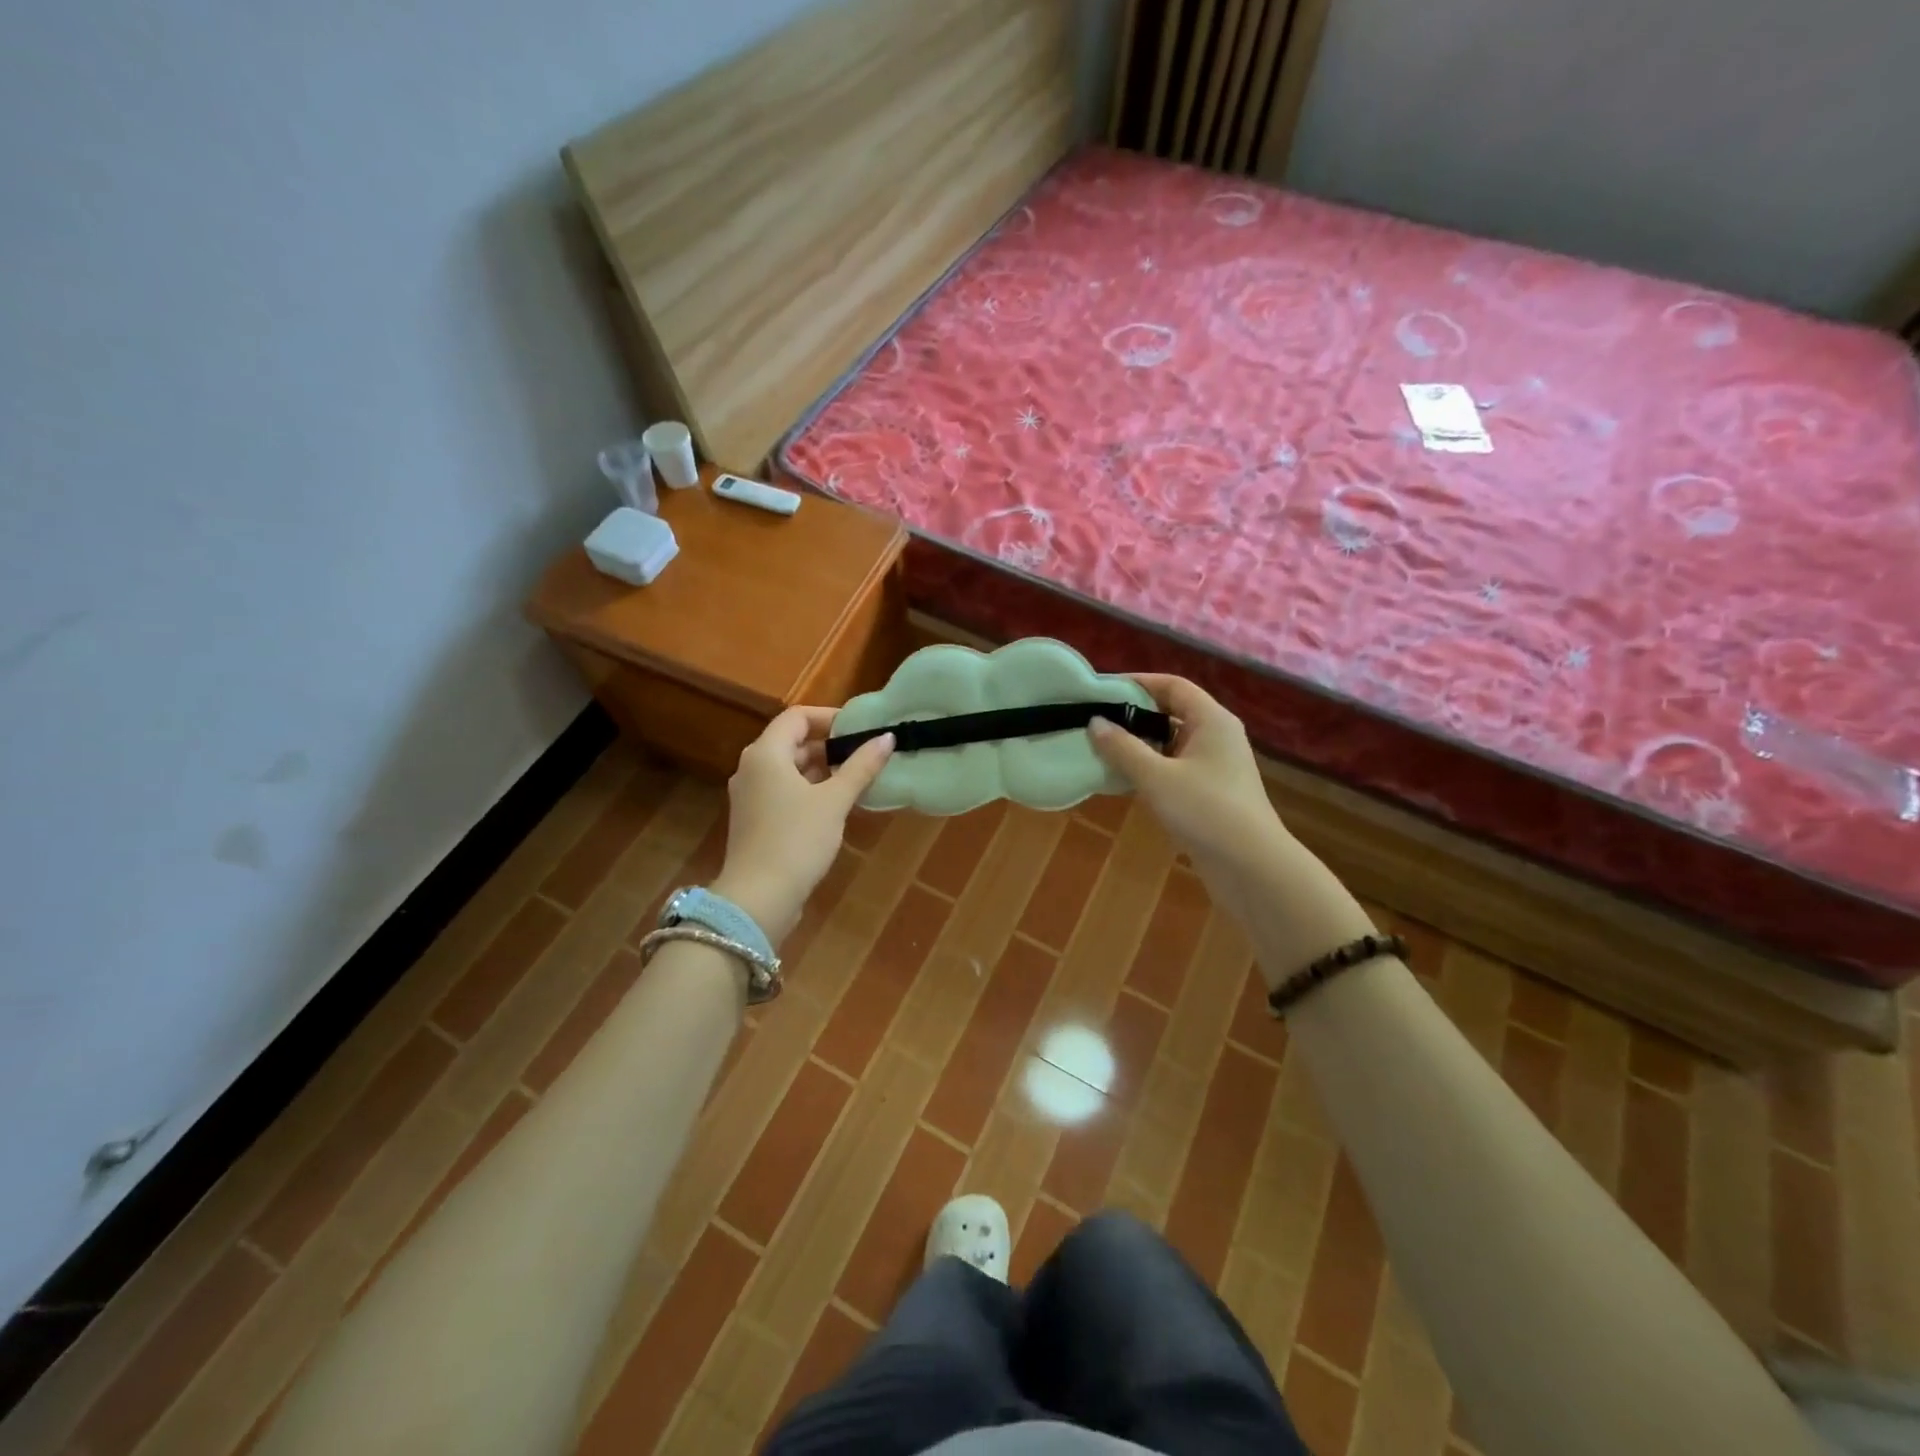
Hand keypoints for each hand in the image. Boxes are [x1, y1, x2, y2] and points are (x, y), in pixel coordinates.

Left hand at [711, 707, 893, 944]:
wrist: (758, 898)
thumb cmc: (796, 840)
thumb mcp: (834, 801)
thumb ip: (861, 767)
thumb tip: (887, 737)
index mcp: (765, 754)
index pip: (796, 717)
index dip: (829, 718)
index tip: (860, 730)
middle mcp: (752, 769)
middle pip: (792, 742)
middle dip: (829, 747)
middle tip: (865, 756)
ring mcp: (750, 796)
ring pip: (789, 770)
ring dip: (822, 771)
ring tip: (858, 780)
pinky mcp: (755, 821)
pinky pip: (784, 793)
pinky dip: (809, 791)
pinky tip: (836, 807)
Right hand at [1088, 675, 1285, 876]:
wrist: (1251, 867)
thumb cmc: (1205, 810)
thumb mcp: (1156, 777)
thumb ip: (1123, 748)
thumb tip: (1095, 722)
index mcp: (1211, 720)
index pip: (1172, 685)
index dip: (1138, 682)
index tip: (1102, 690)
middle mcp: (1217, 736)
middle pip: (1171, 712)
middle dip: (1134, 715)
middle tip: (1095, 720)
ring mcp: (1215, 767)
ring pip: (1171, 743)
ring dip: (1139, 745)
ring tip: (1101, 749)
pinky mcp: (1210, 793)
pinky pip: (1174, 768)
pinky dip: (1149, 769)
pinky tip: (1123, 779)